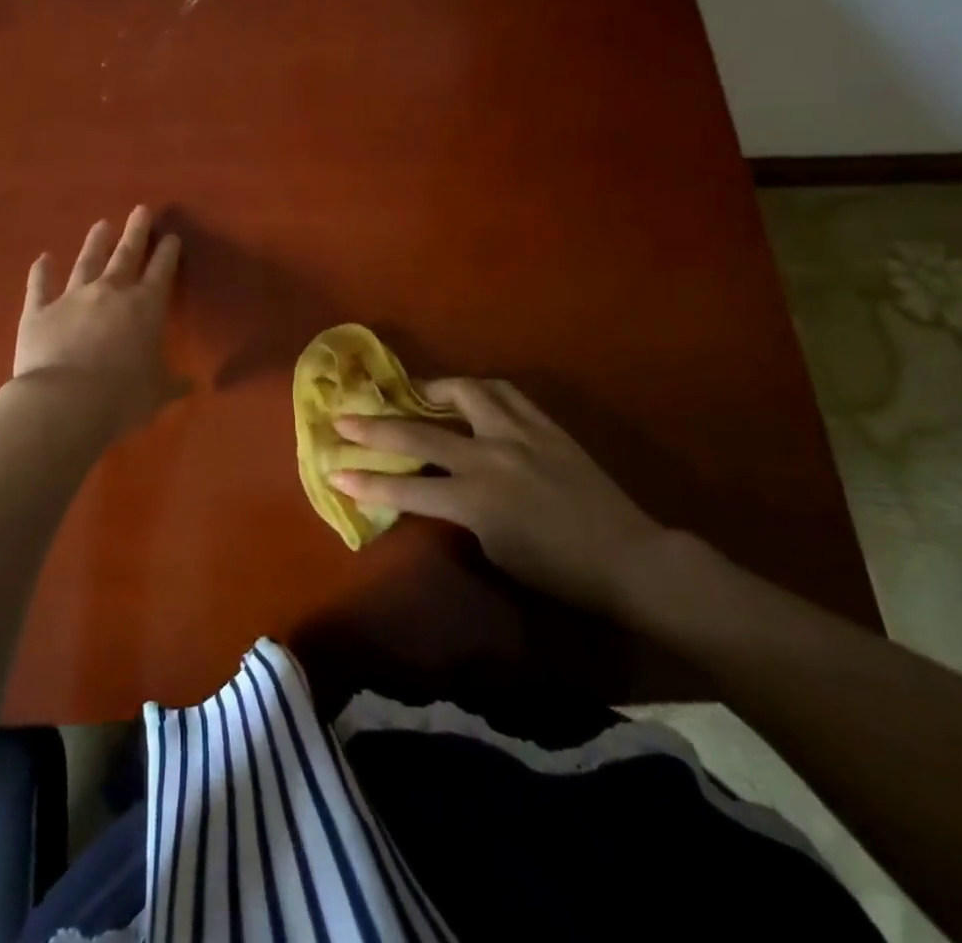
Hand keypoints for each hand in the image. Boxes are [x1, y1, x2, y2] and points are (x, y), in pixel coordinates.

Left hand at [13, 206, 184, 432]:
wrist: (64, 402)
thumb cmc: (121, 397)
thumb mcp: (157, 393)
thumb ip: (172, 384)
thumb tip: (191, 385)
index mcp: (145, 308)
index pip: (161, 272)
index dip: (167, 253)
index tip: (171, 236)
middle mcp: (110, 293)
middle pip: (125, 255)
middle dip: (135, 232)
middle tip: (140, 210)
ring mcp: (72, 297)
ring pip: (86, 262)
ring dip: (95, 243)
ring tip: (102, 225)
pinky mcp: (39, 311)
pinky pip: (40, 286)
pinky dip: (41, 271)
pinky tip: (43, 258)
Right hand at [330, 378, 664, 614]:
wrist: (627, 556)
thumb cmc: (559, 570)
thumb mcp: (495, 548)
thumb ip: (461, 511)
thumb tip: (440, 487)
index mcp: (476, 498)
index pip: (406, 488)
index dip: (366, 483)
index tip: (333, 473)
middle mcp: (489, 456)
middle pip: (419, 433)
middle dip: (374, 428)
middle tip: (344, 418)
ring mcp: (517, 432)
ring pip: (464, 392)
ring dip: (432, 391)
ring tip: (415, 393)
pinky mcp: (542, 423)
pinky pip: (502, 393)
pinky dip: (477, 391)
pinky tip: (469, 396)